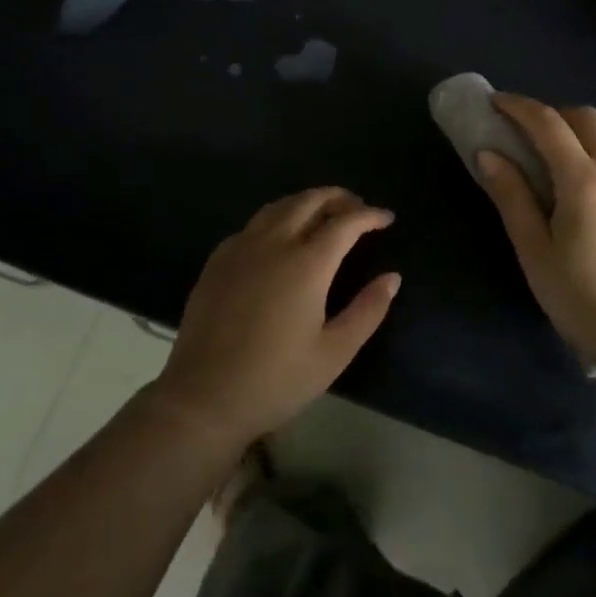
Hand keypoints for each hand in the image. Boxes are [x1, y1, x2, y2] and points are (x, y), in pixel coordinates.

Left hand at [153, 188, 399, 448]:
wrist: (203, 399)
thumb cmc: (276, 380)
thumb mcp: (334, 353)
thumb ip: (367, 310)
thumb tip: (392, 277)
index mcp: (306, 264)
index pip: (345, 223)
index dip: (369, 215)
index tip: (387, 218)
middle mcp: (274, 243)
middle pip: (310, 201)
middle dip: (339, 197)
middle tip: (357, 208)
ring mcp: (241, 249)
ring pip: (279, 206)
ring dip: (307, 202)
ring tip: (324, 214)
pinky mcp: (217, 261)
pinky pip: (253, 224)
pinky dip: (277, 218)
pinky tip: (280, 237)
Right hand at [477, 94, 595, 363]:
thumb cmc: (584, 297)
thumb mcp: (535, 251)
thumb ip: (512, 197)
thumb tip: (489, 154)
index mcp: (583, 179)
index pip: (548, 123)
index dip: (519, 107)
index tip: (496, 103)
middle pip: (585, 118)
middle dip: (552, 114)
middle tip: (525, 133)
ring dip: (582, 131)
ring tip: (560, 157)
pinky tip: (594, 184)